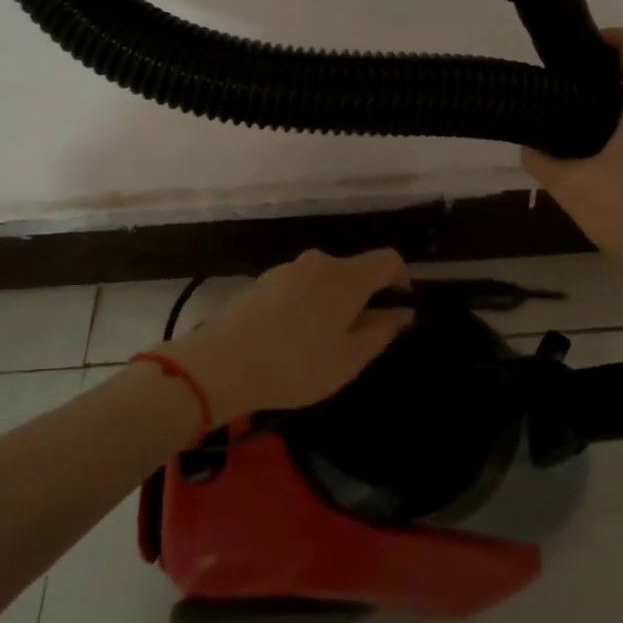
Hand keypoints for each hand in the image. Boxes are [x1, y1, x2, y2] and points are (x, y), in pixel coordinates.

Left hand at [160, 249, 412, 422]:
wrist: (221, 363)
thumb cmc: (296, 363)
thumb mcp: (349, 359)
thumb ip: (381, 331)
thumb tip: (401, 312)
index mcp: (347, 276)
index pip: (389, 259)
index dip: (402, 280)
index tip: (399, 308)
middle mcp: (320, 262)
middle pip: (354, 271)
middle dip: (364, 299)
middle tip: (358, 340)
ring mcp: (287, 269)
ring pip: (324, 281)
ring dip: (332, 304)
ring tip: (320, 346)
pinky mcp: (263, 281)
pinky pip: (298, 288)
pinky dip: (306, 307)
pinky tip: (290, 341)